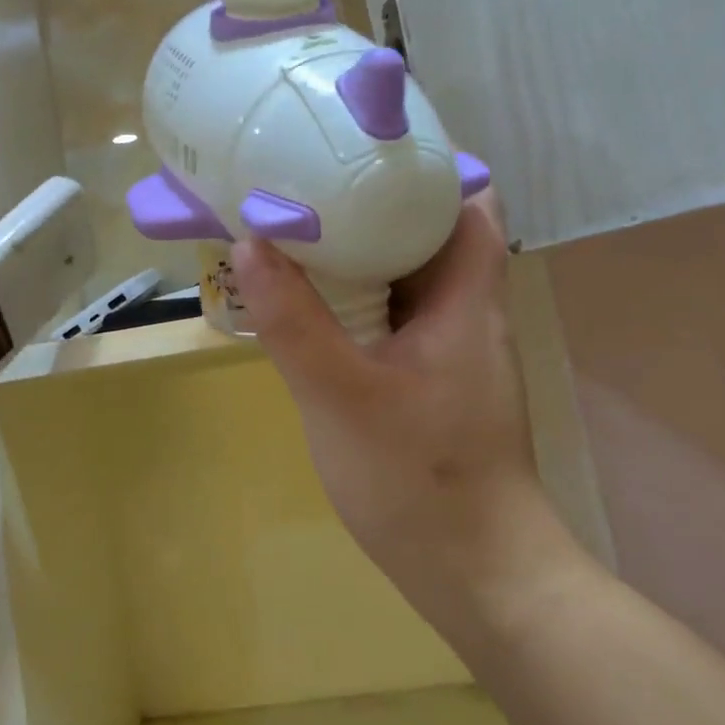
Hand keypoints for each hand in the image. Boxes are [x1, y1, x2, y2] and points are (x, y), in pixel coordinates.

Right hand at [232, 194, 580, 633]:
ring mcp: (449, 348)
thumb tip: (248, 242)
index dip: (422, 166)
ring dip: (358, 252)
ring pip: (406, 276)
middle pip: (428, 231)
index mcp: (466, 298)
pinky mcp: (430, 378)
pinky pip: (392, 315)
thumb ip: (293, 320)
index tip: (357, 149)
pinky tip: (308, 304)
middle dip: (371, 203)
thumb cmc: (419, 480)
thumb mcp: (341, 395)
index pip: (468, 202)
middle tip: (305, 185)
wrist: (475, 574)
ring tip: (295, 231)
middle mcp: (467, 311)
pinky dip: (356, 298)